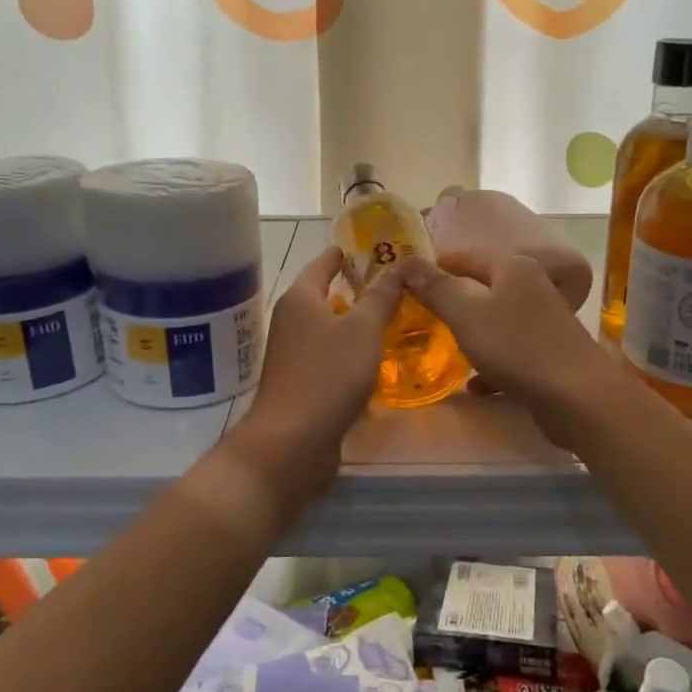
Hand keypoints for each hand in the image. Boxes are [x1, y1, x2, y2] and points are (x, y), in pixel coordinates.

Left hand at [228, 245, 407, 497]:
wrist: (292, 442)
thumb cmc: (327, 375)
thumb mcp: (363, 330)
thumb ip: (381, 297)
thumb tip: (400, 264)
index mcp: (300, 299)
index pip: (322, 264)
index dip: (341, 255)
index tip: (363, 249)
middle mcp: (291, 322)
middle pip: (322, 296)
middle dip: (351, 290)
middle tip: (389, 285)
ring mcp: (293, 355)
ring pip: (327, 330)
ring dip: (352, 324)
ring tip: (388, 319)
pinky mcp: (301, 384)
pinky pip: (329, 359)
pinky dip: (349, 353)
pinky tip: (373, 361)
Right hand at [402, 249, 617, 439]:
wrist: (579, 396)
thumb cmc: (518, 347)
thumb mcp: (467, 316)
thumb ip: (437, 289)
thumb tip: (407, 262)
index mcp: (513, 268)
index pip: (467, 257)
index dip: (439, 265)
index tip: (411, 277)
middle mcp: (532, 287)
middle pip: (484, 287)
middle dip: (454, 301)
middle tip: (421, 314)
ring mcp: (545, 320)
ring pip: (497, 321)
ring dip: (472, 334)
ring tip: (443, 348)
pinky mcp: (550, 353)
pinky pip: (511, 351)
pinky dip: (492, 364)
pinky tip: (476, 386)